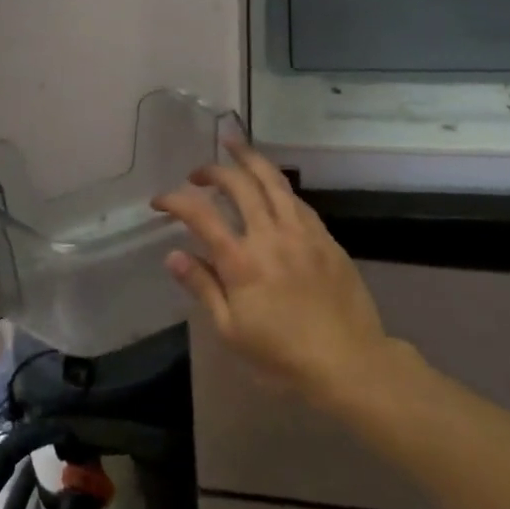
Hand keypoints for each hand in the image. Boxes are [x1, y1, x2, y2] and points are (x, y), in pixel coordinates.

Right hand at [153, 140, 389, 408]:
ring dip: (249, 158)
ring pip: (273, 180)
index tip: (160, 200)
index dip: (175, 200)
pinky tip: (271, 185)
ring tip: (234, 145)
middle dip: (213, 170)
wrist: (350, 362)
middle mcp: (270, 236)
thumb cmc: (283, 355)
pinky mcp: (326, 238)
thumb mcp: (231, 330)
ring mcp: (302, 233)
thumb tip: (173, 255)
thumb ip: (203, 287)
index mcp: (241, 262)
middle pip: (238, 184)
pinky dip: (277, 185)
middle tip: (197, 173)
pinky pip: (297, 200)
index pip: (200, 215)